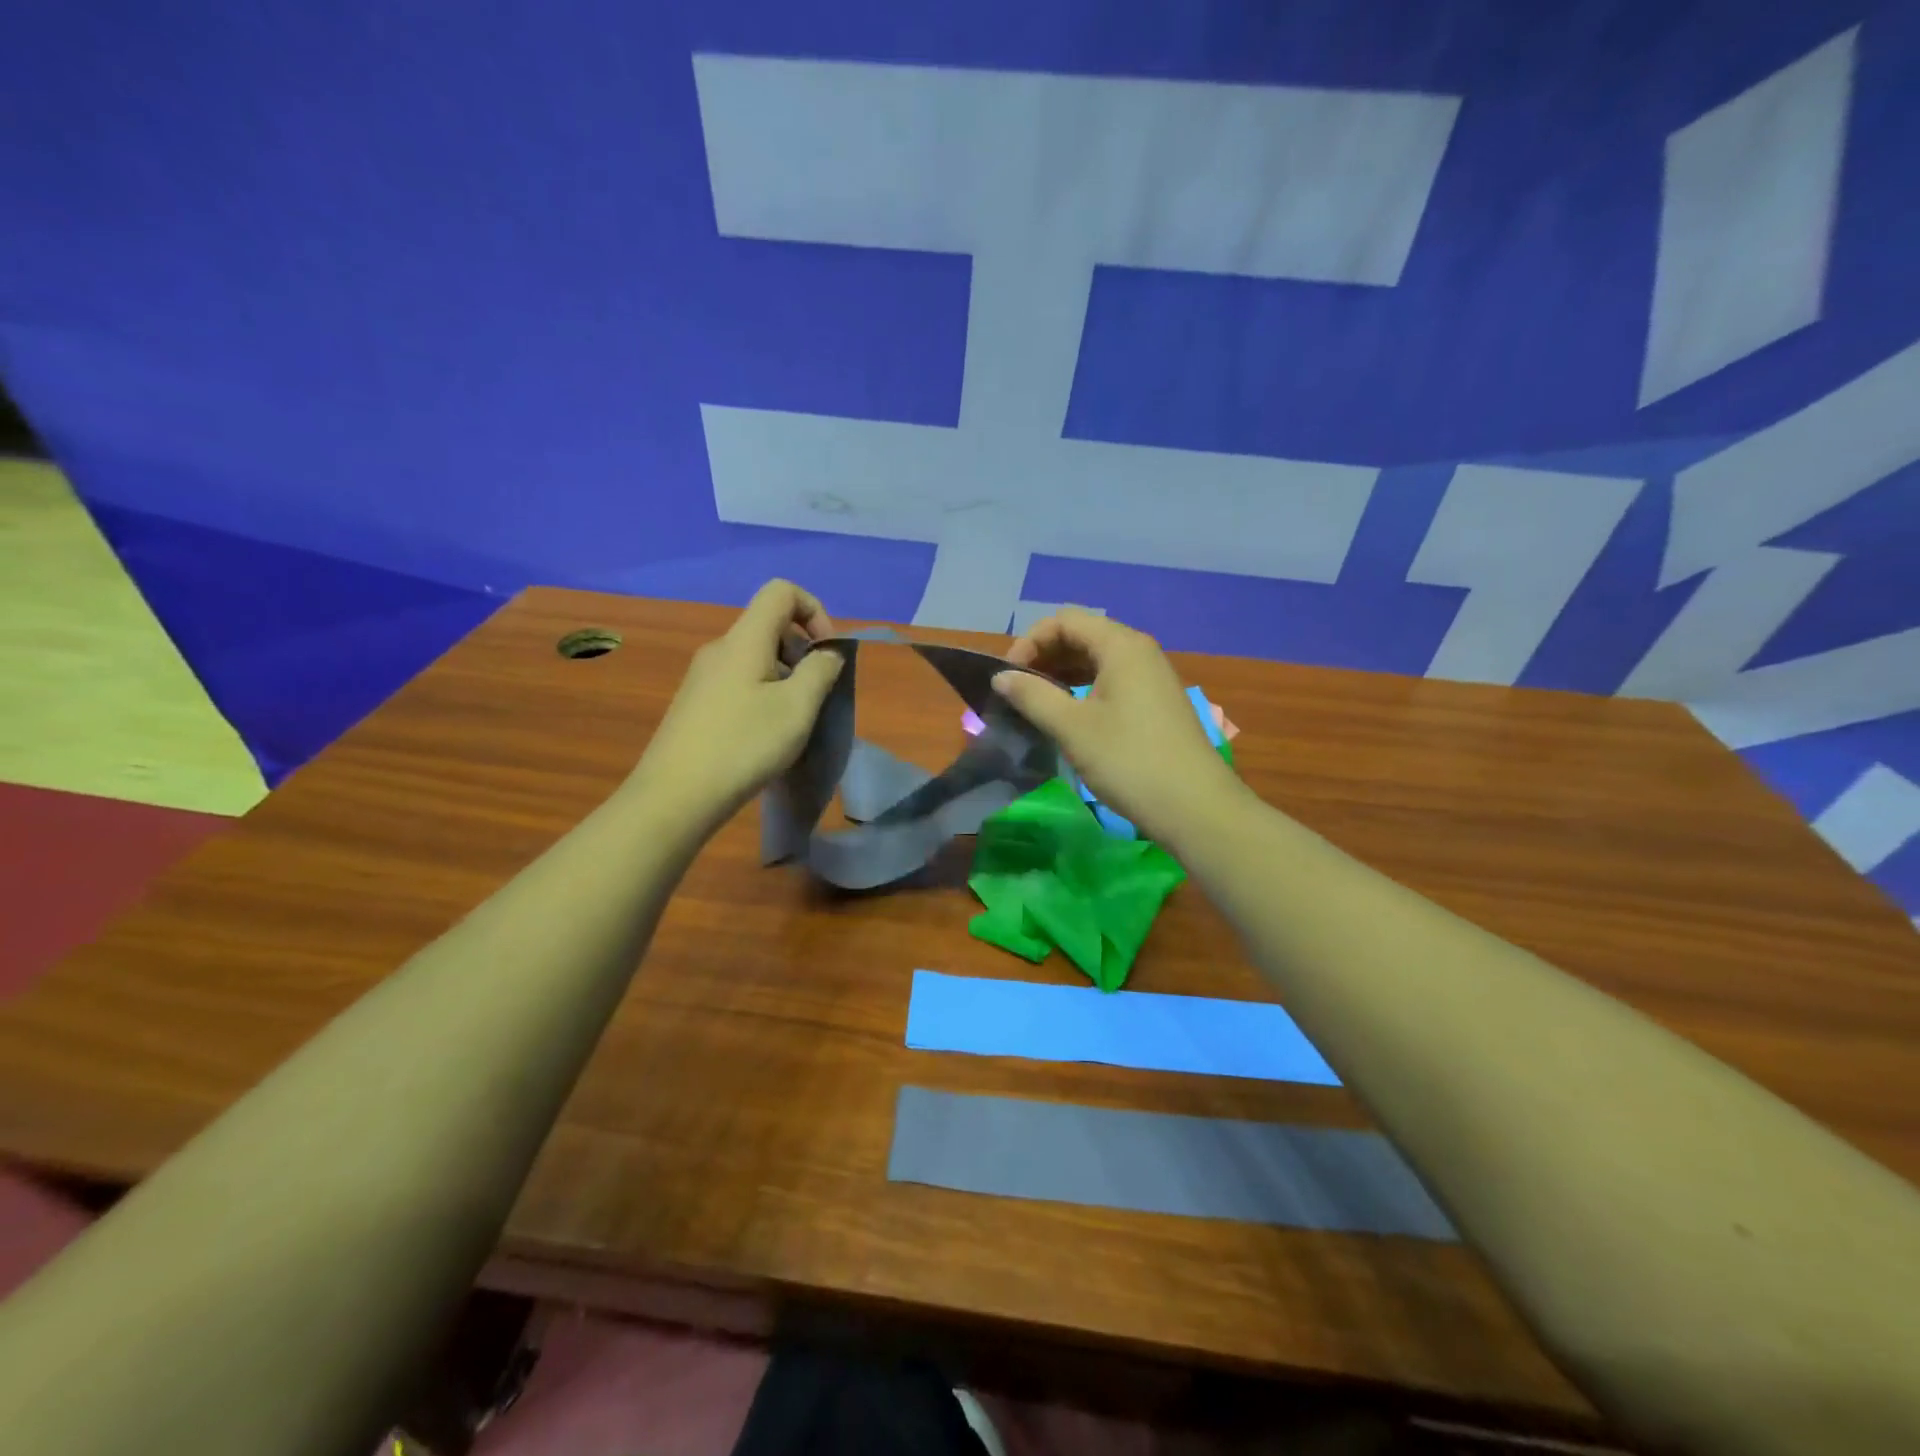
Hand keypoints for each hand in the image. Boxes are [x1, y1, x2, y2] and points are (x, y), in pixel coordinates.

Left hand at [632, 580, 843, 827]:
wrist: (675, 796)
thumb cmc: (743, 746)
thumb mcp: (797, 708)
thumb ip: (821, 670)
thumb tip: (828, 652)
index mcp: (744, 640)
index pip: (782, 592)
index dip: (814, 611)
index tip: (827, 654)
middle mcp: (720, 649)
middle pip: (769, 625)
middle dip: (803, 651)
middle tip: (815, 695)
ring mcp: (703, 677)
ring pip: (756, 657)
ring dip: (785, 677)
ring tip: (793, 721)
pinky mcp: (696, 703)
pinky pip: (739, 681)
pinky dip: (764, 694)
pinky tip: (764, 735)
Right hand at [994, 608, 1244, 847]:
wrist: (1194, 807)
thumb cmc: (1128, 761)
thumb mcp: (1072, 728)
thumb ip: (1032, 696)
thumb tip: (1000, 677)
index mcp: (1121, 645)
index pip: (1064, 620)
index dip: (1029, 642)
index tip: (1008, 678)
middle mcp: (1139, 651)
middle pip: (1081, 635)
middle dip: (1044, 657)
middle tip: (1018, 692)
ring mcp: (1151, 677)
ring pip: (1096, 659)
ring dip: (1061, 674)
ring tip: (1036, 704)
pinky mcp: (1155, 702)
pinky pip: (1111, 680)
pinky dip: (1083, 689)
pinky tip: (1068, 716)